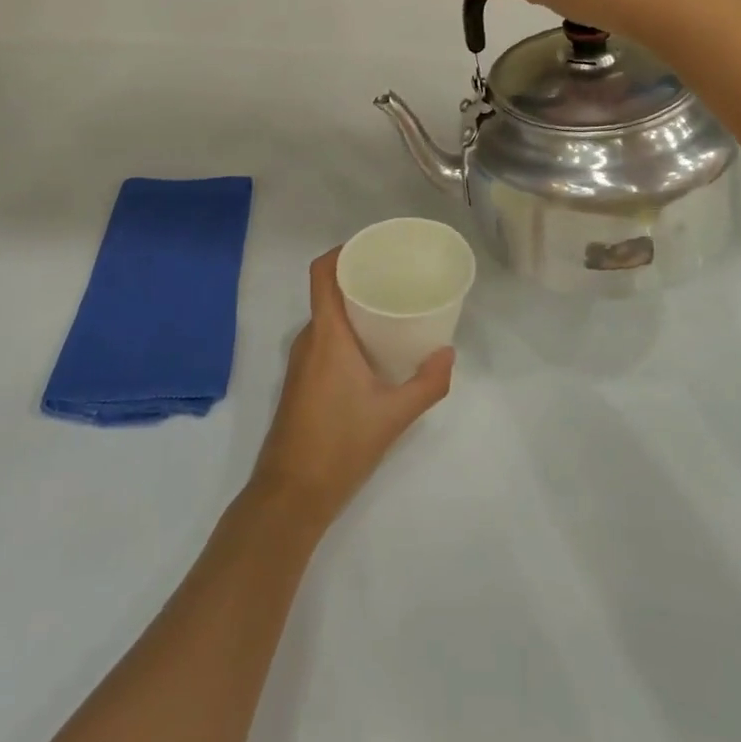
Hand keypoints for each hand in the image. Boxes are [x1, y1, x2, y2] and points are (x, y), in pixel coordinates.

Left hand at [248, 249, 453, 528]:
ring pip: (326, 317)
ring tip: (390, 308)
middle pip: (327, 291)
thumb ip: (427, 383)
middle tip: (396, 278)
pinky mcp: (300, 380)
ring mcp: (300, 361)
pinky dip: (346, 331)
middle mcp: (308, 339)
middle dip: (358, 278)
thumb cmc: (340, 445)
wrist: (291, 494)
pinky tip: (373, 348)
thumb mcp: (394, 415)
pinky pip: (323, 339)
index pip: (322, 273)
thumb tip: (449, 353)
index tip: (373, 247)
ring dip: (353, 307)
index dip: (342, 251)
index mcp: (326, 334)